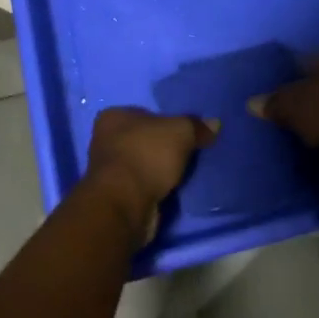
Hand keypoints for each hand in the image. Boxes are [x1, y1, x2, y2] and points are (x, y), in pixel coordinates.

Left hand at [84, 107, 218, 241]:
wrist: (125, 204)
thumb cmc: (147, 155)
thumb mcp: (180, 132)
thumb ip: (196, 126)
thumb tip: (214, 124)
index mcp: (113, 117)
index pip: (144, 113)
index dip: (165, 121)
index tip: (183, 133)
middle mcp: (105, 140)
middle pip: (143, 139)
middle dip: (163, 147)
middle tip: (188, 152)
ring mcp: (109, 170)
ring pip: (142, 163)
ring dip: (159, 170)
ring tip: (184, 173)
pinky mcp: (115, 196)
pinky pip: (141, 185)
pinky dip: (154, 188)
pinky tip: (172, 190)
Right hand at [250, 46, 318, 145]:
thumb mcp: (292, 105)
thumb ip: (272, 101)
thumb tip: (252, 103)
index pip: (302, 58)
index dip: (285, 76)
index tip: (275, 92)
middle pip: (318, 76)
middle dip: (304, 89)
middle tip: (286, 106)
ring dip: (318, 104)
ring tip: (300, 121)